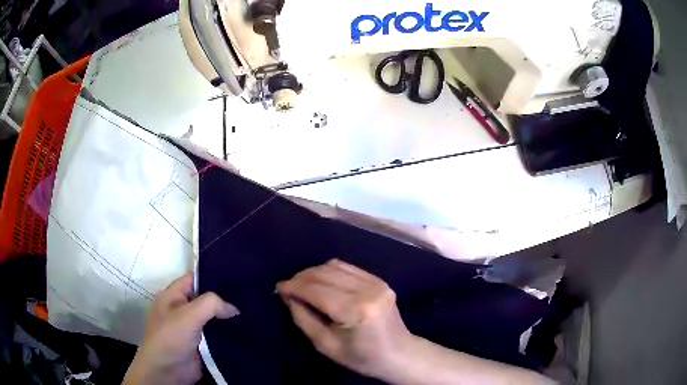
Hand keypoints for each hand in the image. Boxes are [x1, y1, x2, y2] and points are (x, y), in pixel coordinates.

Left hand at [123, 273, 238, 384]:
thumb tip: (233, 308)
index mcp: (172, 296)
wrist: (168, 371)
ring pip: (212, 316)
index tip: (235, 275)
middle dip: (223, 297)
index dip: (211, 275)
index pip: (193, 278)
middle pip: (204, 297)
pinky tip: (244, 328)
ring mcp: (190, 327)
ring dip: (226, 316)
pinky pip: (216, 333)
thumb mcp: (188, 315)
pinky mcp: (200, 343)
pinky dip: (227, 331)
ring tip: (250, 311)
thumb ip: (211, 304)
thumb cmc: (171, 337)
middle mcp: (181, 309)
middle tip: (247, 294)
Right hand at [276, 259, 413, 379]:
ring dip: (314, 272)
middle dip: (301, 278)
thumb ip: (304, 319)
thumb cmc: (362, 358)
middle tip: (288, 287)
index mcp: (355, 311)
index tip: (278, 288)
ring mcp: (376, 282)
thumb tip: (288, 296)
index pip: (316, 290)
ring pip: (335, 266)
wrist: (399, 354)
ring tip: (302, 284)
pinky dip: (330, 271)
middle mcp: (367, 290)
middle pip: (324, 274)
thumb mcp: (326, 345)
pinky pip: (348, 267)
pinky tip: (322, 282)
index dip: (294, 286)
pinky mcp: (380, 280)